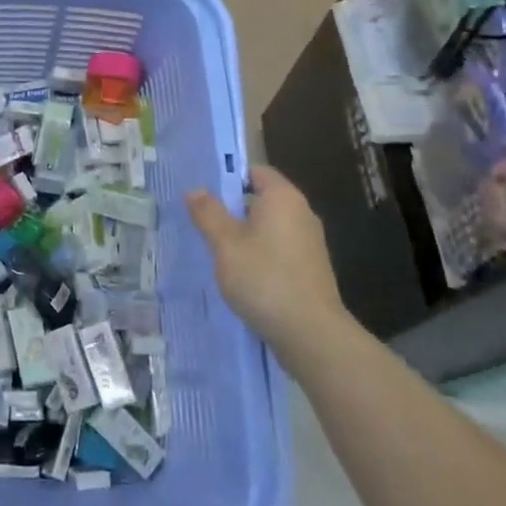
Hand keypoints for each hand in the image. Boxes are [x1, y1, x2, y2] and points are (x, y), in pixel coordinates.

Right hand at [187, 166, 344, 344]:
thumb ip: (208, 214)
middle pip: (262, 199)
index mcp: (283, 198)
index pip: (255, 171)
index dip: (229, 178)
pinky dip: (261, 255)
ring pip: (270, 227)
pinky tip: (242, 275)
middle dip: (233, 209)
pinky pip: (279, 250)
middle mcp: (302, 213)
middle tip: (202, 223)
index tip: (203, 194)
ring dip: (245, 235)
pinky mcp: (311, 269)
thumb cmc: (264, 279)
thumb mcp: (226, 244)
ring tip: (217, 251)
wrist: (311, 334)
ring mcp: (310, 243)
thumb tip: (195, 190)